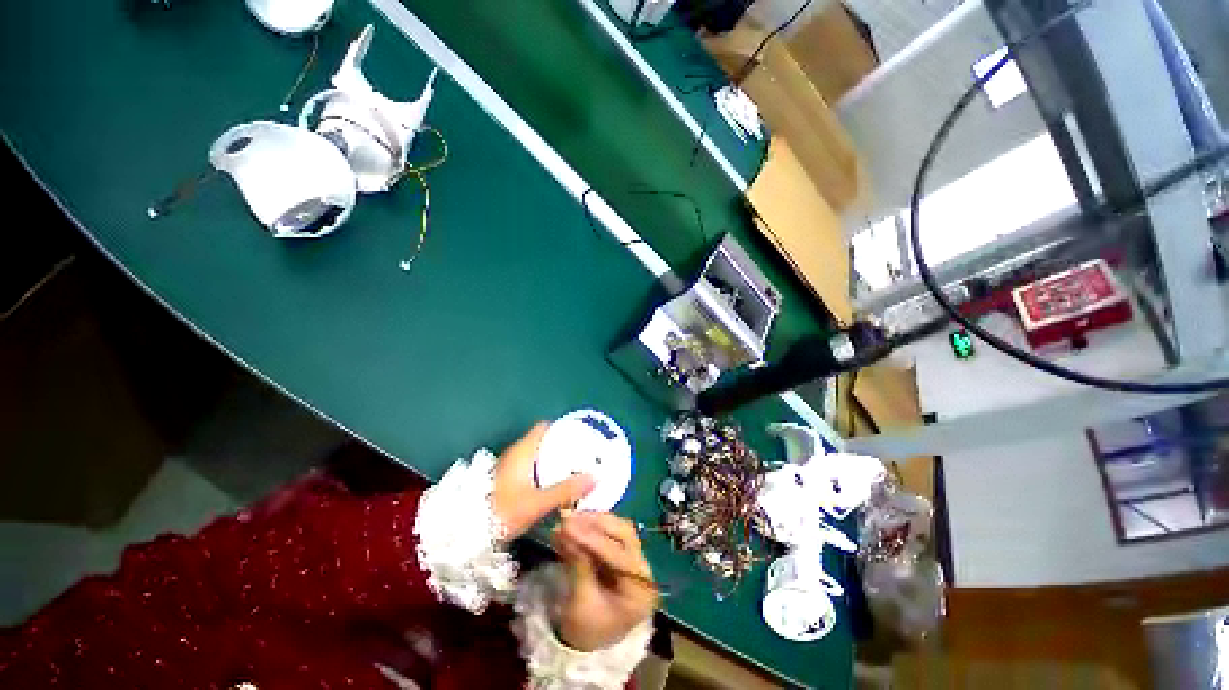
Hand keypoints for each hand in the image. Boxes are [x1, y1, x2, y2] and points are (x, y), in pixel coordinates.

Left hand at [492, 423, 595, 539]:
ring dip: (554, 460)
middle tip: (582, 456)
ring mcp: (509, 467)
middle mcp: (515, 454)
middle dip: (562, 446)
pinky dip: (545, 470)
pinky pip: (531, 467)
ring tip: (574, 469)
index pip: (544, 427)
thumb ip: (566, 490)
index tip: (580, 436)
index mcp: (522, 451)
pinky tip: (555, 484)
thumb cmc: (502, 512)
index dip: (562, 428)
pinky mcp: (507, 480)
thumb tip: (594, 477)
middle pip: (542, 441)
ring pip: (537, 455)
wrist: (466, 533)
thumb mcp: (538, 503)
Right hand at [554, 513, 657, 650]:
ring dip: (592, 522)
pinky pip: (607, 534)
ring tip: (568, 519)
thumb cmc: (586, 633)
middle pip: (623, 534)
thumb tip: (566, 532)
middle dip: (595, 524)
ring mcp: (632, 559)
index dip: (592, 539)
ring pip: (616, 529)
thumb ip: (578, 566)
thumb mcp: (580, 605)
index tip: (569, 526)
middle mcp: (642, 569)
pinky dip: (589, 528)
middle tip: (569, 518)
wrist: (587, 649)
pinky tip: (571, 524)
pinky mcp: (620, 554)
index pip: (619, 555)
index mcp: (641, 589)